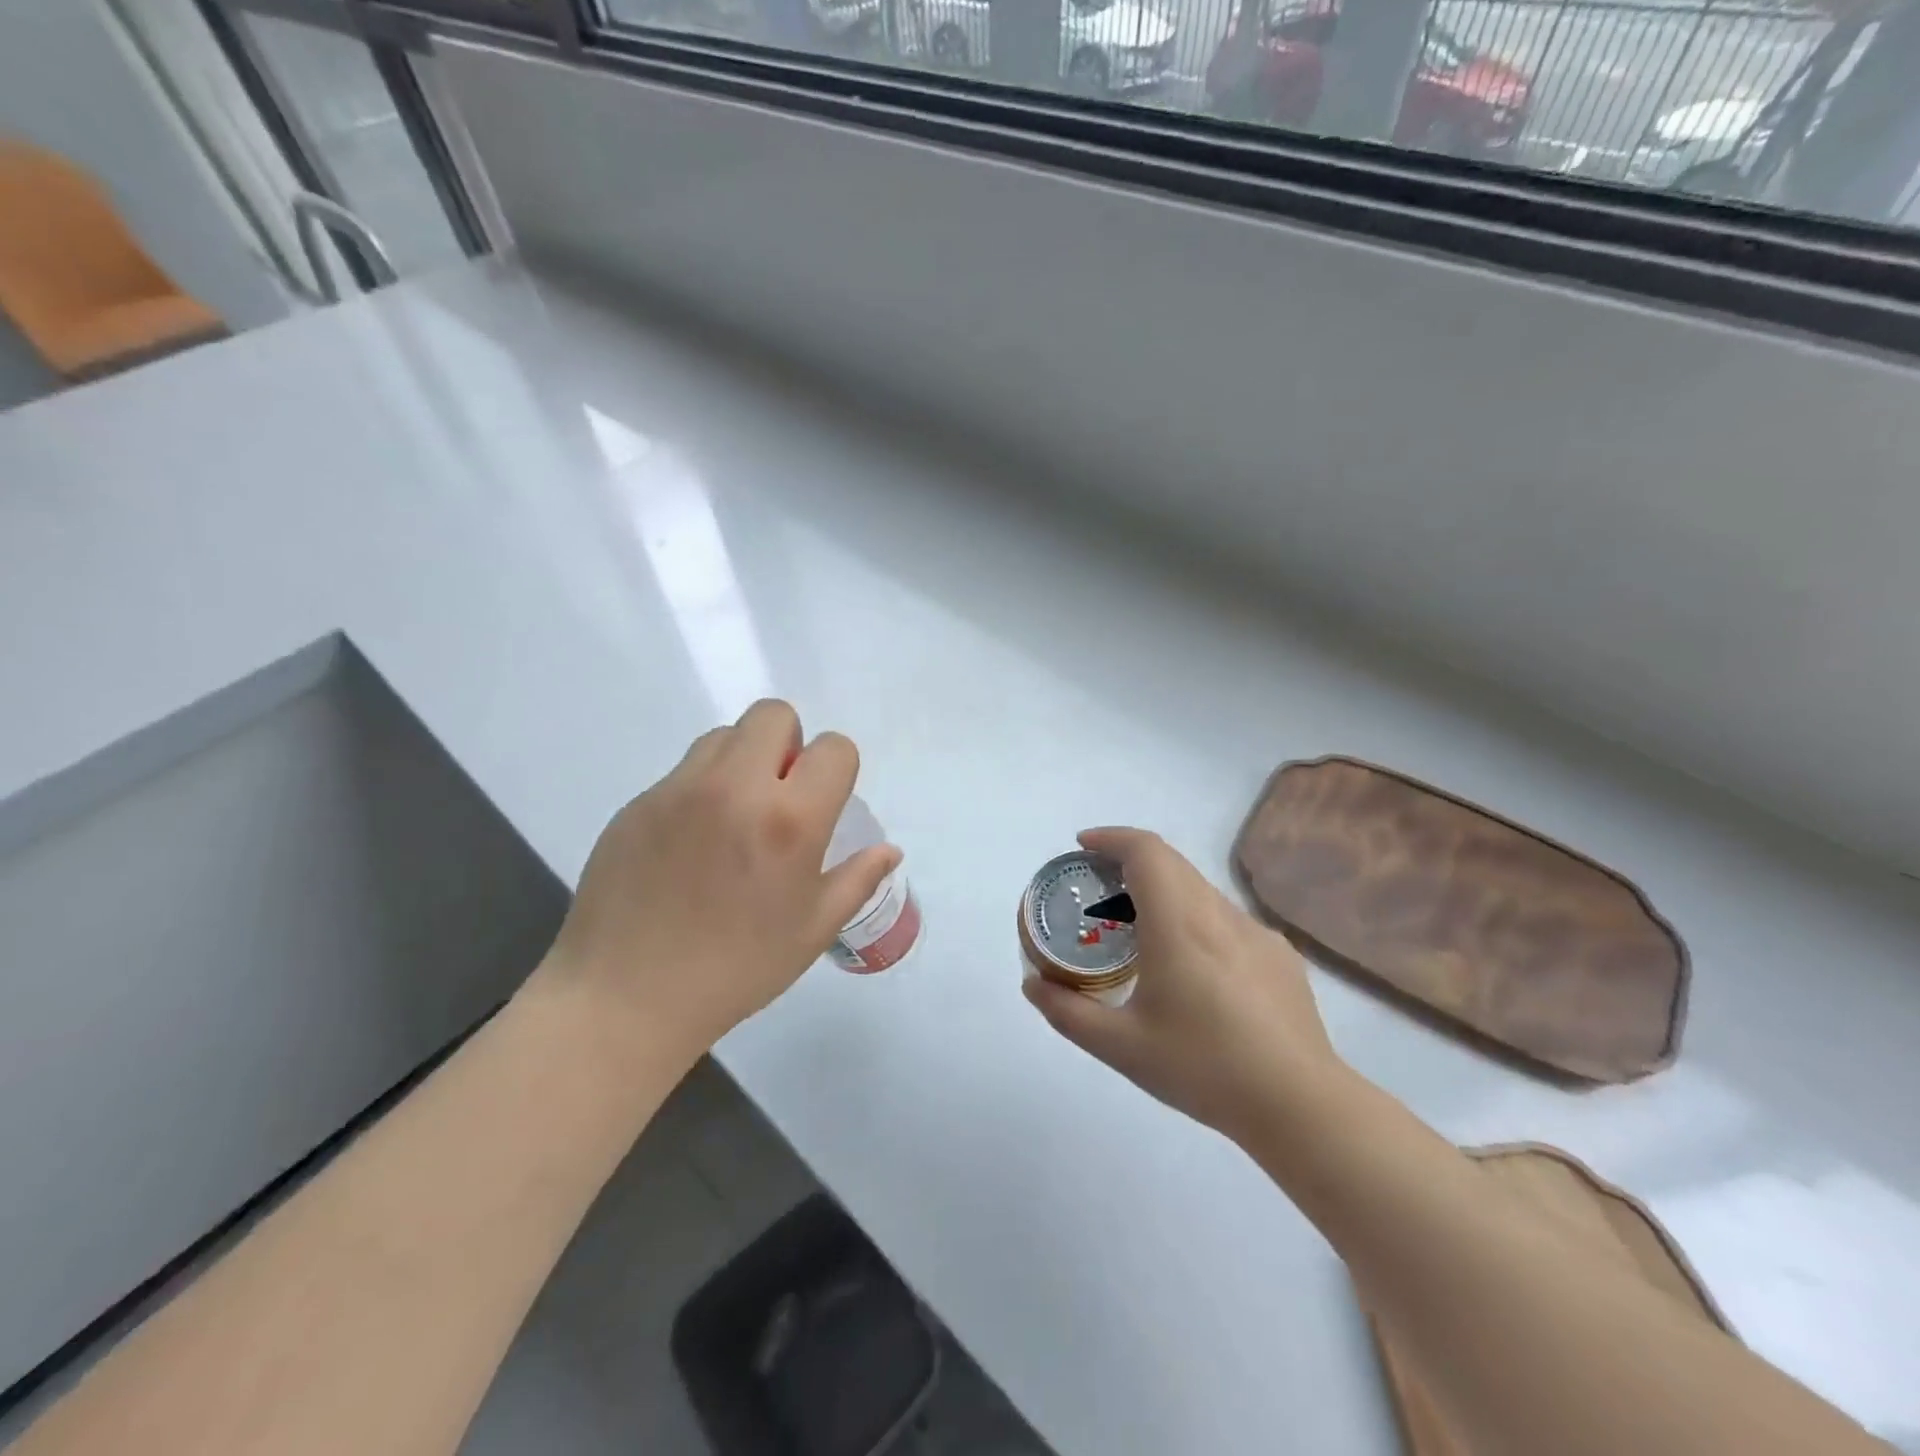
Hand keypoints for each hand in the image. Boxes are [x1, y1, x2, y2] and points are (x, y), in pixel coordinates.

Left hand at [533, 700, 898, 1066]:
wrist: (625, 998)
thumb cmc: (736, 970)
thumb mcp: (812, 930)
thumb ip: (858, 879)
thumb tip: (888, 850)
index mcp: (789, 820)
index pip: (834, 747)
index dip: (837, 770)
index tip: (823, 804)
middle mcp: (736, 787)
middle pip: (775, 715)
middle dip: (789, 745)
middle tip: (780, 797)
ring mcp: (679, 790)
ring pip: (725, 736)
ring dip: (743, 761)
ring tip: (733, 817)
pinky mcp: (639, 802)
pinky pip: (684, 771)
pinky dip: (701, 789)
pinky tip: (690, 845)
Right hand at [1023, 827, 1341, 1143]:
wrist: (1300, 1105)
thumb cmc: (1203, 1068)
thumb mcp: (1120, 1047)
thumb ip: (1068, 1013)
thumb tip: (1033, 985)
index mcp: (1179, 923)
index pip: (1145, 850)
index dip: (1111, 838)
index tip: (1083, 847)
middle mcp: (1219, 913)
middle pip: (1172, 862)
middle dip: (1130, 861)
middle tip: (1099, 888)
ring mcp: (1256, 932)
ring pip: (1200, 889)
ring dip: (1164, 891)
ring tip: (1139, 930)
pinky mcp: (1280, 955)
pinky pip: (1227, 919)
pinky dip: (1196, 919)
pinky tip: (1193, 969)